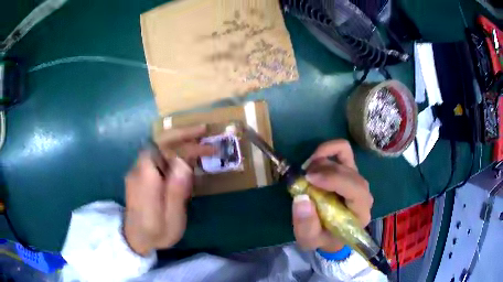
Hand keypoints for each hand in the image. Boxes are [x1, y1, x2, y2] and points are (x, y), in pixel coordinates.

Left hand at [123, 125, 213, 255]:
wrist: (135, 239)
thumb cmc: (156, 233)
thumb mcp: (170, 219)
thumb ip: (175, 192)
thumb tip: (184, 164)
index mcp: (146, 180)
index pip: (164, 150)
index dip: (186, 144)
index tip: (207, 146)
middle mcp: (138, 170)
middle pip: (159, 143)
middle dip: (182, 134)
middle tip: (203, 130)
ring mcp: (138, 171)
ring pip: (158, 148)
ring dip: (179, 142)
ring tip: (200, 143)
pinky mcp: (141, 175)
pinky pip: (157, 157)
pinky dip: (173, 152)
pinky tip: (185, 158)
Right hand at [292, 140, 372, 252]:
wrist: (331, 235)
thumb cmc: (323, 238)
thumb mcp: (309, 240)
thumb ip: (306, 225)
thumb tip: (301, 198)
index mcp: (360, 212)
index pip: (356, 189)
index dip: (333, 180)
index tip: (309, 179)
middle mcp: (364, 193)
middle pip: (349, 171)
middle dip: (323, 171)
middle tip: (303, 179)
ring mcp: (357, 179)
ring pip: (344, 158)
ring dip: (322, 162)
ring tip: (306, 175)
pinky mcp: (350, 170)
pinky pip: (343, 150)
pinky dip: (328, 149)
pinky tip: (314, 159)